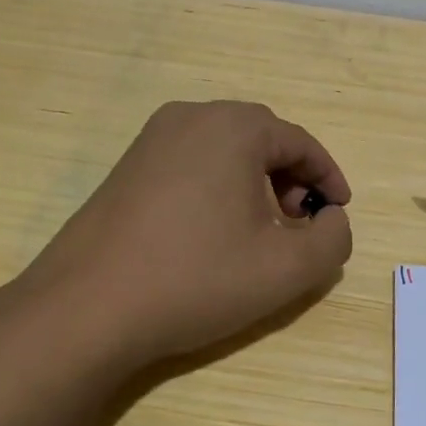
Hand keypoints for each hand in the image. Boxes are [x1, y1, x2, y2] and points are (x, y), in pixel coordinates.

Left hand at [18, 101, 352, 370]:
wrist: (87, 308)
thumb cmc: (196, 279)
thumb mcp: (286, 269)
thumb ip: (332, 240)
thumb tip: (332, 220)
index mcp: (234, 127)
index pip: (300, 143)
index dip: (329, 179)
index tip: (339, 214)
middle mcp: (191, 117)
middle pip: (262, 140)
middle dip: (292, 180)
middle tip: (299, 224)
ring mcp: (152, 140)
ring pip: (225, 151)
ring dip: (255, 184)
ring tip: (259, 233)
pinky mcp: (127, 167)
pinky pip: (191, 163)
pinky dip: (218, 188)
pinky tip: (212, 233)